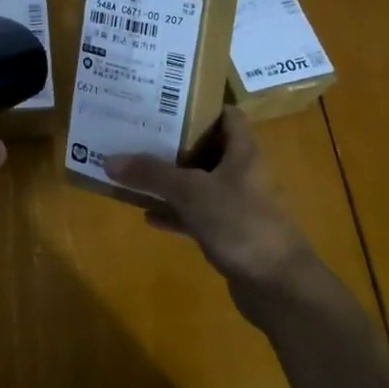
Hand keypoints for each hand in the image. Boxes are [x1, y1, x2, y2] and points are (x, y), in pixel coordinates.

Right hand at [106, 108, 339, 330]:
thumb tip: (109, 159)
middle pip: (207, 148)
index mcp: (243, 152)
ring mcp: (236, 206)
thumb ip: (152, 174)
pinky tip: (147, 214)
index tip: (164, 101)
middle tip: (138, 132)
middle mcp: (242, 173)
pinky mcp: (228, 234)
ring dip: (170, 179)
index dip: (199, 105)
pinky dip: (173, 212)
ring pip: (197, 183)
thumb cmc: (242, 224)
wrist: (279, 286)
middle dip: (174, 142)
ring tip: (134, 169)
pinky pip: (195, 215)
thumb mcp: (191, 192)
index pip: (226, 115)